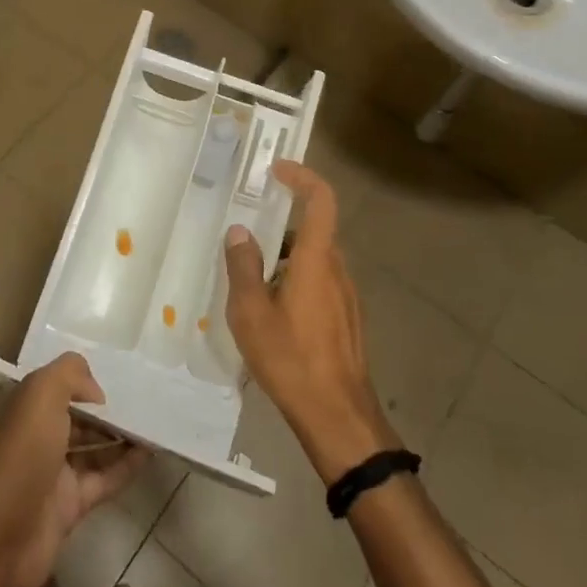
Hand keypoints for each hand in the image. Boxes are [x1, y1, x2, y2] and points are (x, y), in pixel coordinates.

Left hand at [0, 353, 147, 586]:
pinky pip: (104, 479)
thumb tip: (97, 392)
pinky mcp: (69, 507)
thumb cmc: (19, 454)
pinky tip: (151, 452)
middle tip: (146, 396)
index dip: (85, 380)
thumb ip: (70, 375)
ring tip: (156, 420)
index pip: (58, 385)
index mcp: (25, 407)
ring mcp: (53, 474)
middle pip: (78, 416)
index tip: (120, 374)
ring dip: (122, 435)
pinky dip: (127, 466)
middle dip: (107, 408)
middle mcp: (37, 436)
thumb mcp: (41, 393)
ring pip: (93, 447)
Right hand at [224, 161, 399, 484]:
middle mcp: (338, 270)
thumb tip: (239, 231)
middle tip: (246, 238)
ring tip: (251, 284)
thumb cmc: (291, 359)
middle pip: (313, 231)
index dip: (302, 176)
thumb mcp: (251, 313)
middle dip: (279, 227)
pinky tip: (273, 315)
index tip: (277, 170)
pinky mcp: (347, 319)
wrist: (339, 417)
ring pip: (315, 260)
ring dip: (286, 259)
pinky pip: (321, 284)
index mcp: (317, 260)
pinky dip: (296, 282)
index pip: (322, 200)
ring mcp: (347, 296)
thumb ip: (243, 267)